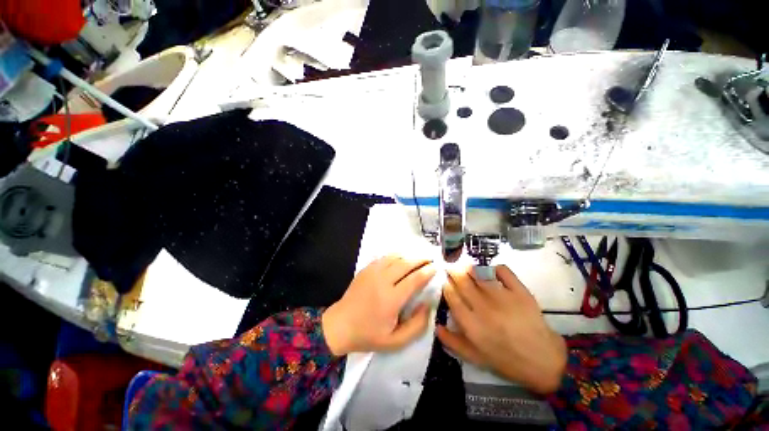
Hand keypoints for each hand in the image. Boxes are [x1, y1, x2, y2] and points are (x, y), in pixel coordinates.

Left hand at [322, 256, 436, 355]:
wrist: (340, 325)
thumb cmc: (369, 335)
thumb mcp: (396, 341)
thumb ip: (417, 325)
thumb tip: (428, 304)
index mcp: (391, 299)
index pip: (414, 279)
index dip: (427, 271)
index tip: (436, 267)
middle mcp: (383, 281)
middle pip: (406, 264)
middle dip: (421, 259)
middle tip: (430, 259)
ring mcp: (372, 272)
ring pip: (395, 257)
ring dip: (409, 256)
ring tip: (418, 258)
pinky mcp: (366, 269)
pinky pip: (384, 257)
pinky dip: (396, 256)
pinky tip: (401, 258)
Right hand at [436, 266, 566, 394]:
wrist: (543, 361)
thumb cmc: (506, 360)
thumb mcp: (475, 357)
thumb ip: (453, 342)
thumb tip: (436, 325)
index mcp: (471, 324)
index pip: (452, 297)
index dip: (446, 286)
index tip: (445, 280)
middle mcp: (483, 307)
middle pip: (463, 282)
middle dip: (454, 272)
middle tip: (451, 267)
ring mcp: (502, 297)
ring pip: (479, 274)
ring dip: (469, 267)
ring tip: (465, 265)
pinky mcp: (519, 292)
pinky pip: (504, 272)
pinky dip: (495, 267)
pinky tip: (491, 268)